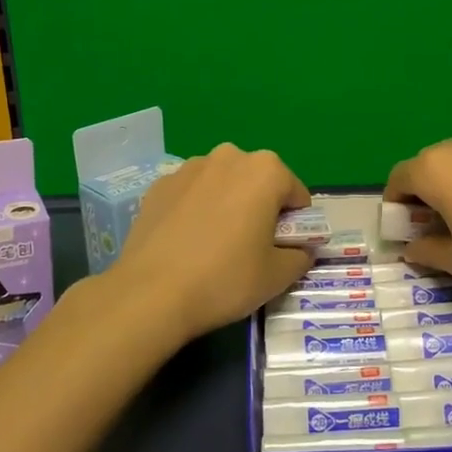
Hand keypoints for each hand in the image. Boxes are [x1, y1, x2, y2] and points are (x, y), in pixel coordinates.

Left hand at [106, 144, 314, 347]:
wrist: (150, 293)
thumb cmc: (225, 279)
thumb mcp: (278, 276)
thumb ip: (300, 256)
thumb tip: (301, 250)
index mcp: (266, 170)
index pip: (296, 195)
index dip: (296, 225)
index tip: (282, 250)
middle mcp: (229, 157)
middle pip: (258, 182)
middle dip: (260, 208)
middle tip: (251, 248)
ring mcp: (189, 167)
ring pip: (223, 184)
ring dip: (227, 205)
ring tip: (214, 246)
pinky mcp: (159, 185)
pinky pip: (191, 194)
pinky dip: (196, 210)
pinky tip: (186, 243)